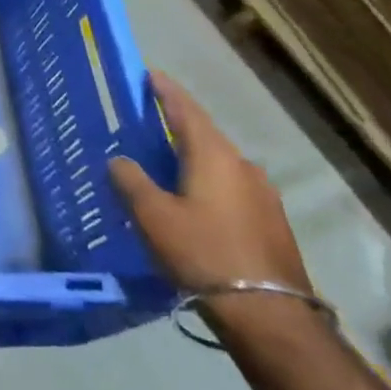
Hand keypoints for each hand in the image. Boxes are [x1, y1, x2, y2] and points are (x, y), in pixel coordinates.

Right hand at [109, 71, 311, 299]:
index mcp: (213, 155)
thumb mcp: (152, 216)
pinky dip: (207, 183)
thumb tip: (119, 160)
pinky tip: (192, 202)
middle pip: (204, 135)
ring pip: (218, 164)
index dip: (165, 91)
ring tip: (165, 166)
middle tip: (147, 122)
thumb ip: (130, 181)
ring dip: (192, 158)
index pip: (186, 109)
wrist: (269, 315)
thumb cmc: (203, 253)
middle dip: (176, 125)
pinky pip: (231, 188)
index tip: (149, 74)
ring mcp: (263, 195)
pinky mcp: (271, 222)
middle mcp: (243, 165)